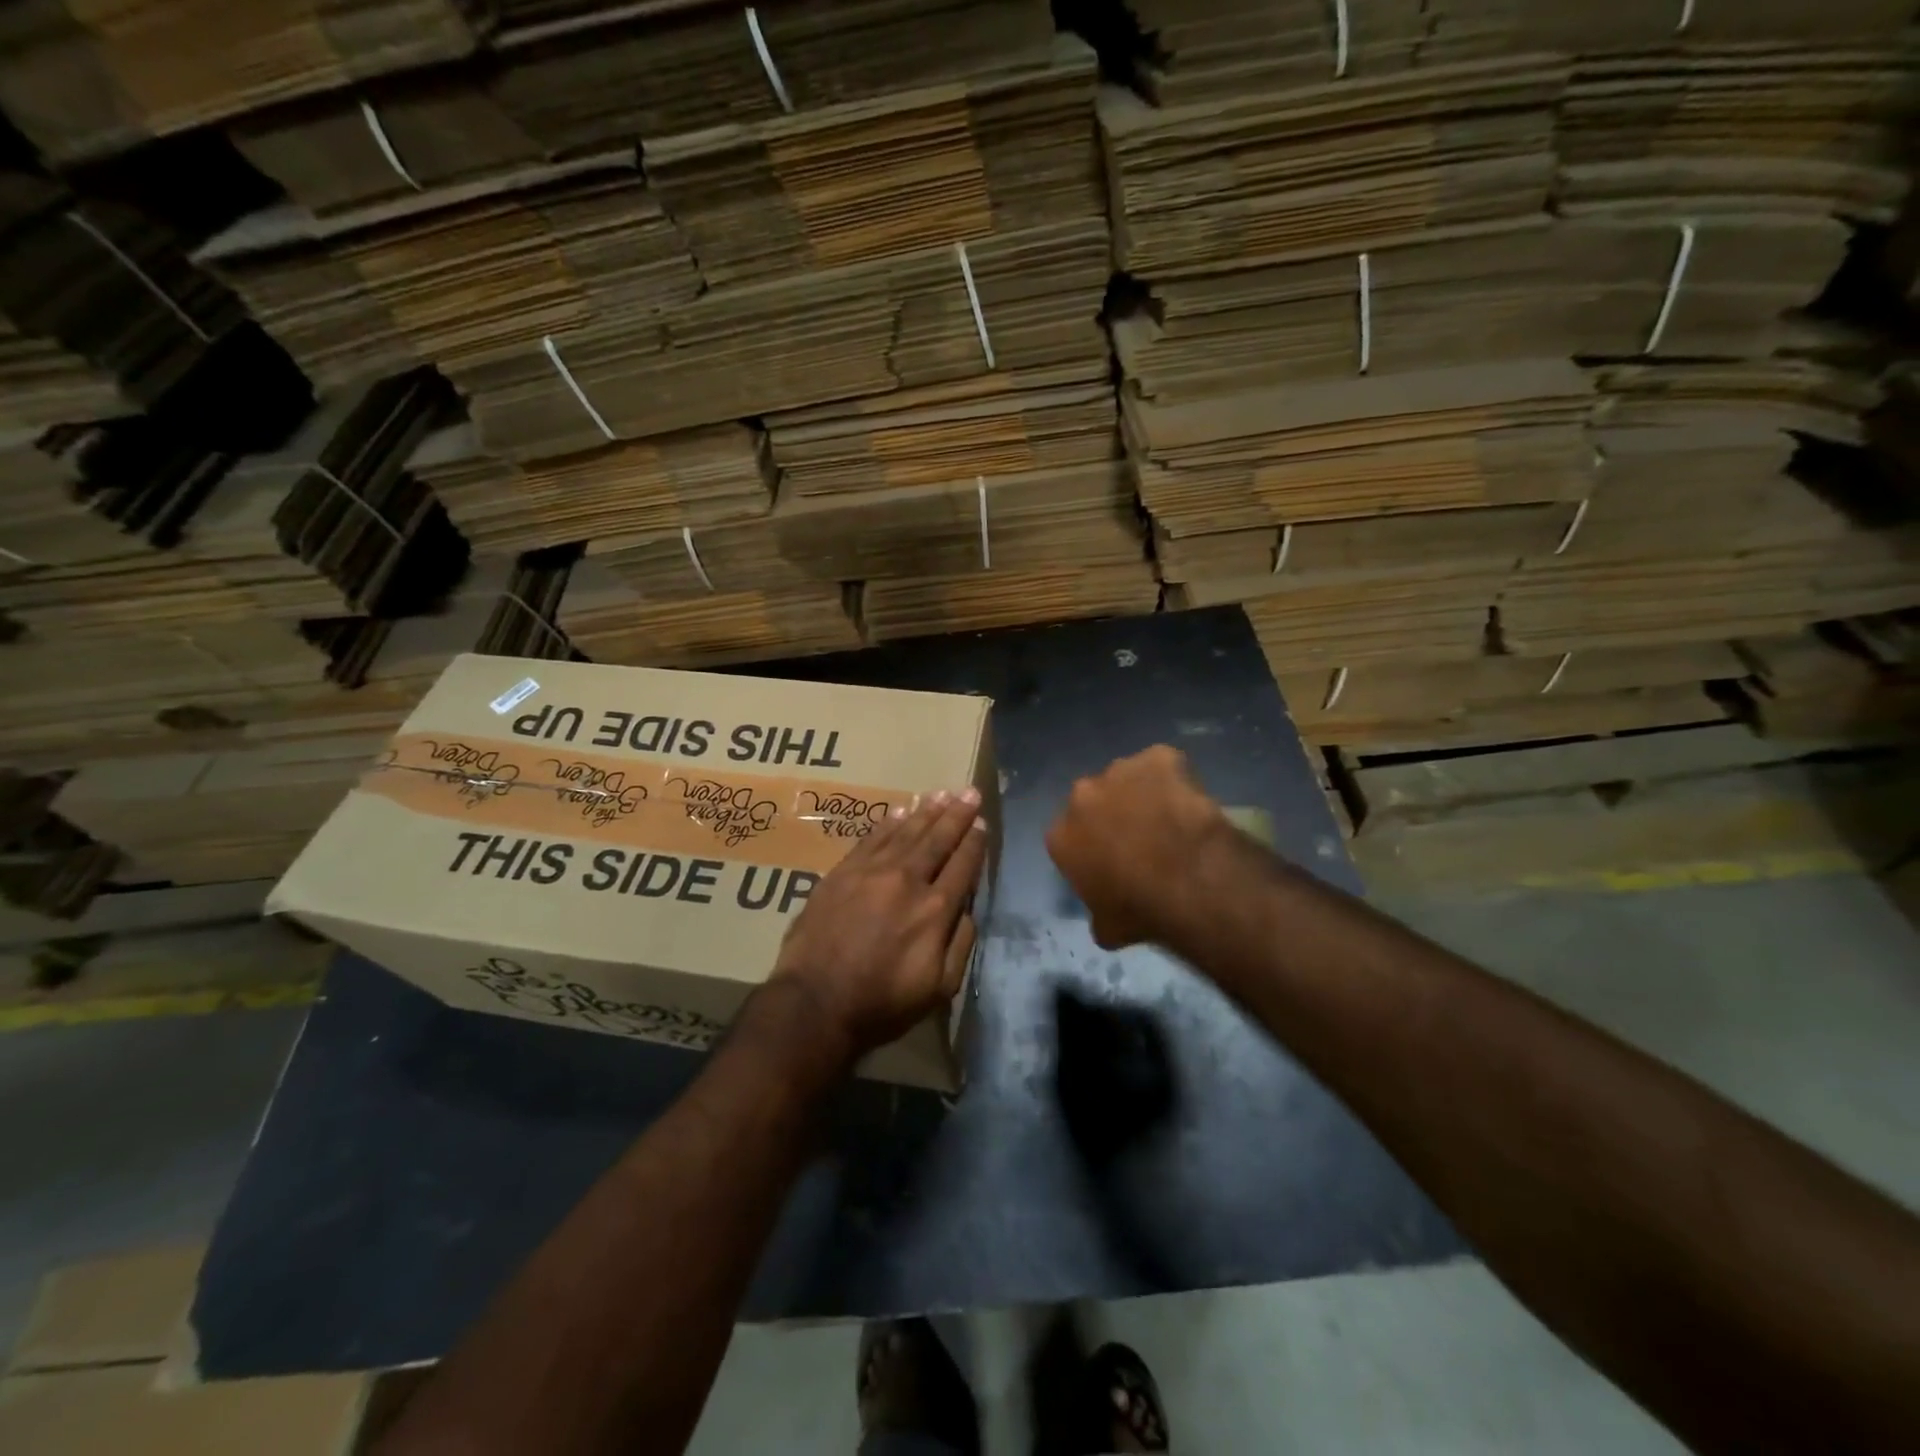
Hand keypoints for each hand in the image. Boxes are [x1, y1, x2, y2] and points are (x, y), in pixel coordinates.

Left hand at [770, 788, 987, 1065]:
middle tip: (970, 792)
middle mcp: (907, 881)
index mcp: (935, 909)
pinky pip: (872, 838)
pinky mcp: (842, 872)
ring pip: (906, 832)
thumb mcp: (939, 988)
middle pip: (937, 839)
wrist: (815, 1003)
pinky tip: (901, 810)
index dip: (974, 842)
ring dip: (927, 811)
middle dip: (957, 815)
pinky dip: (889, 822)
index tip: (981, 823)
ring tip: (942, 793)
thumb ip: (961, 945)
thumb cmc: (882, 1003)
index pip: (962, 865)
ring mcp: (871, 872)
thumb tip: (967, 910)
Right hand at [1046, 746, 1227, 949]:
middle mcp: (1081, 795)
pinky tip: (1190, 801)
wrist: (1188, 880)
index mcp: (1061, 834)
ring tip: (1170, 819)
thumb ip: (1097, 912)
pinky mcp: (1159, 757)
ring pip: (1128, 778)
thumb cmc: (1140, 909)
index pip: (1068, 837)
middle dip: (1111, 813)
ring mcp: (1120, 770)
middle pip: (1093, 800)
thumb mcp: (1107, 927)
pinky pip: (1165, 765)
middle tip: (1141, 838)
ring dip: (1141, 793)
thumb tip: (1105, 919)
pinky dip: (1176, 778)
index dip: (1091, 847)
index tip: (1112, 861)